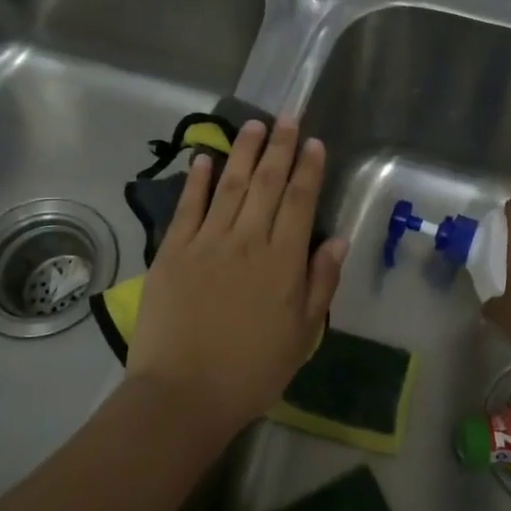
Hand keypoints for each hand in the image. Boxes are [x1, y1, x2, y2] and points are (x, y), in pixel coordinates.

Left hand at [128, 118, 348, 434]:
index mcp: (283, 262)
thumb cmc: (252, 370)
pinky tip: (204, 159)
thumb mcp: (302, 335)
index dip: (308, 169)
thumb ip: (321, 283)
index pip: (300, 202)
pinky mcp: (172, 252)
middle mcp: (247, 241)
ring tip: (252, 125)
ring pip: (230, 187)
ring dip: (243, 153)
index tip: (313, 143)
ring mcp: (206, 243)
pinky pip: (187, 208)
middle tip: (286, 117)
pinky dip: (197, 181)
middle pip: (267, 184)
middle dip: (279, 147)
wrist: (183, 393)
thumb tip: (338, 239)